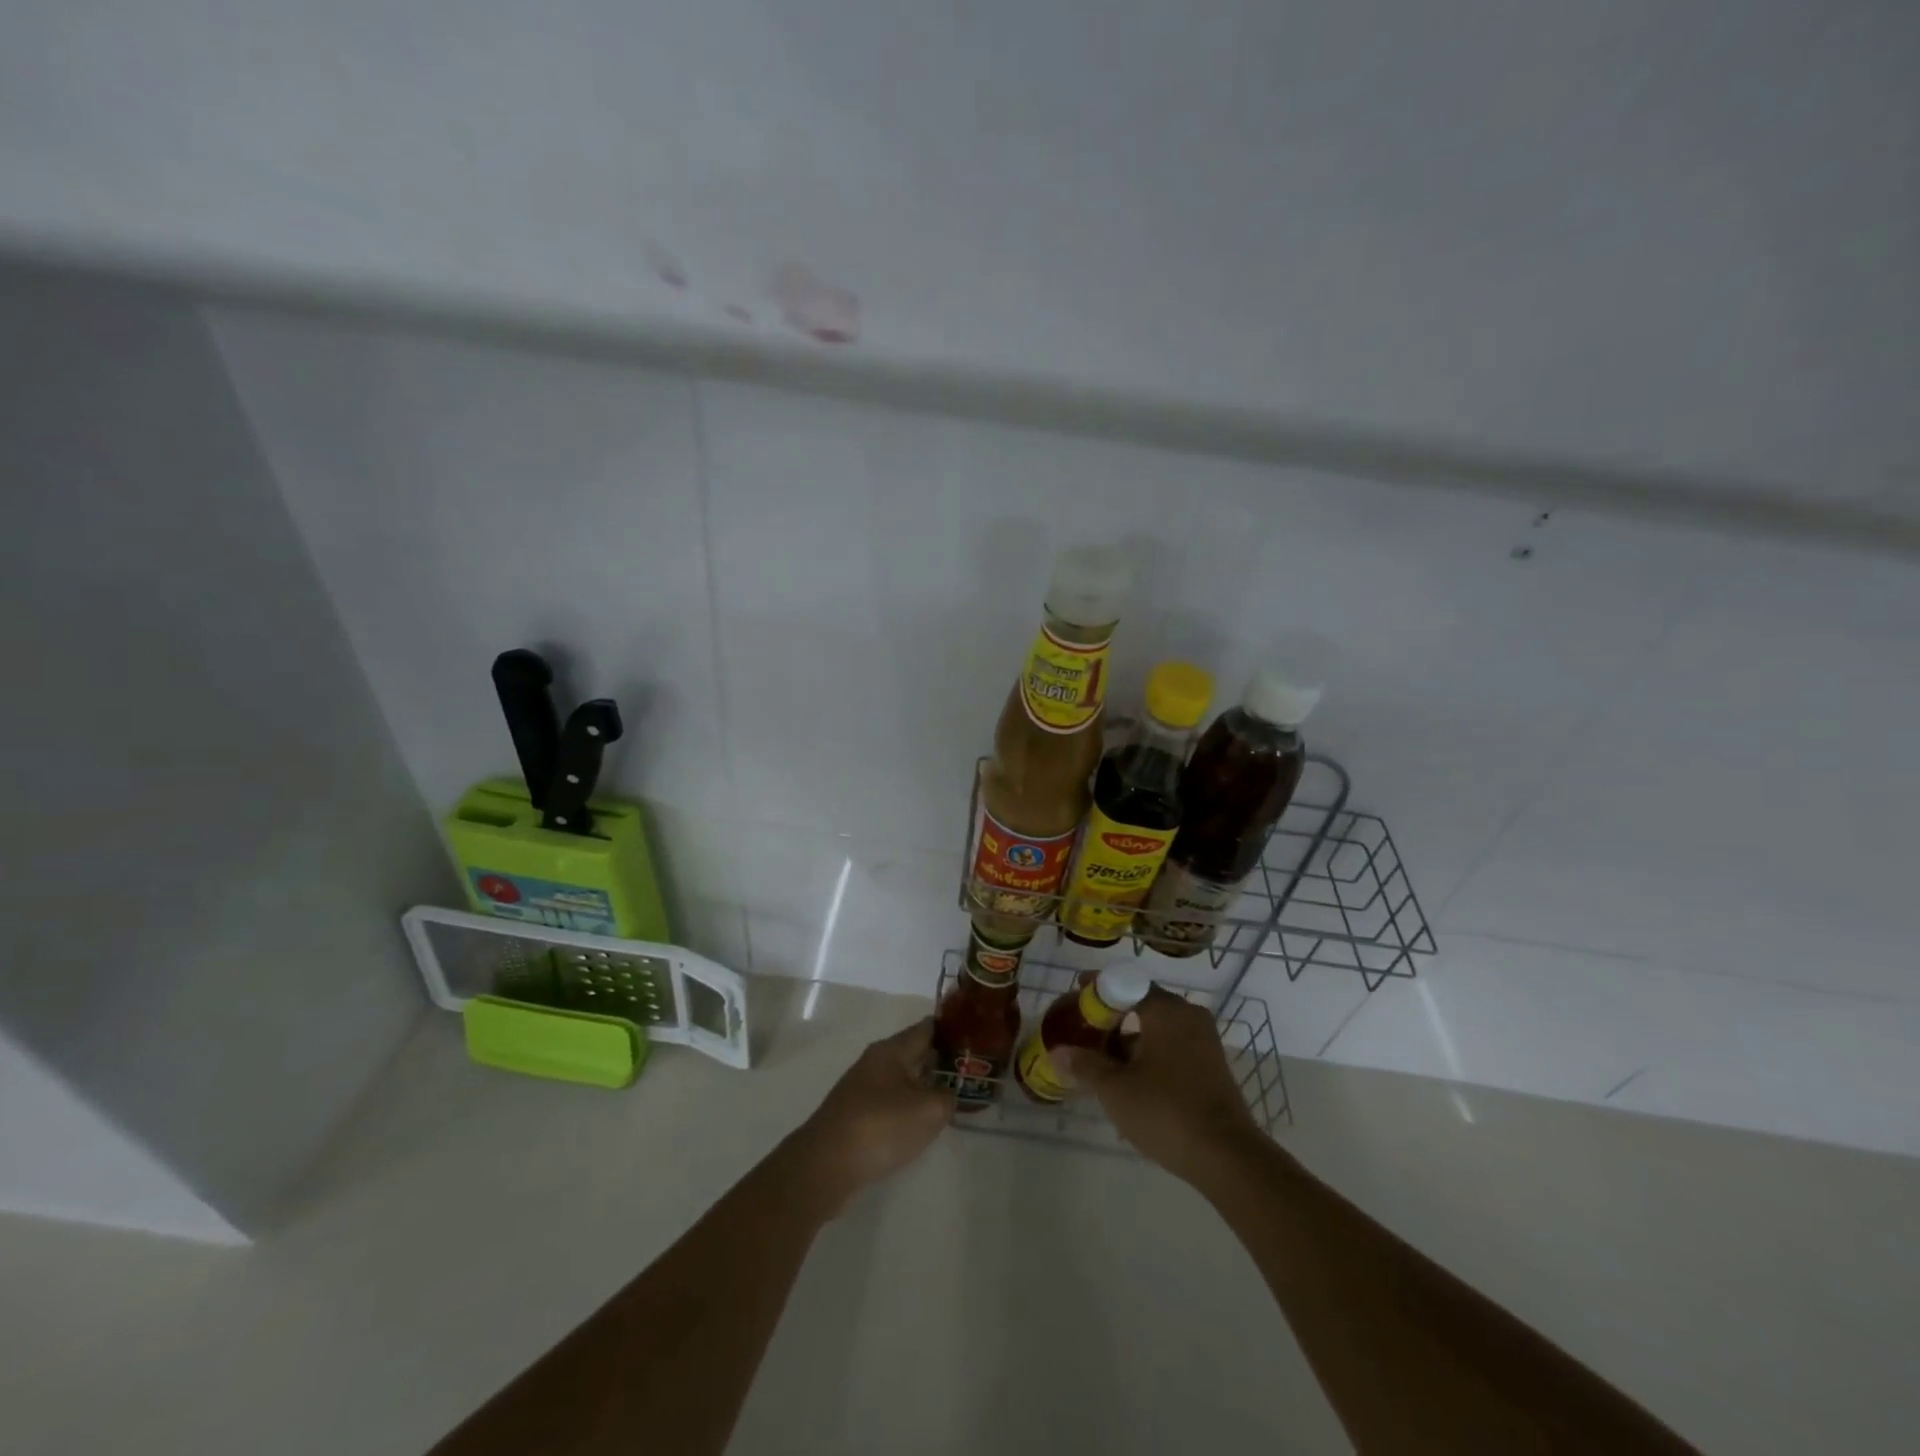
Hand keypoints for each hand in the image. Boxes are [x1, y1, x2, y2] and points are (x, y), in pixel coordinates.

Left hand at [790, 1018, 954, 1217]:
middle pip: (916, 1052)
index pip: (928, 1028)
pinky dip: (909, 1107)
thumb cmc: (880, 1127)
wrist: (825, 1166)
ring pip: (904, 1079)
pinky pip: (891, 1102)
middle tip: (972, 1072)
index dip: (953, 1030)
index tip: (976, 1038)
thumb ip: (947, 1096)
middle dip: (942, 1060)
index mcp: (892, 1050)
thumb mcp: (928, 1111)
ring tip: (953, 1098)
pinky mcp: (857, 1115)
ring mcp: (863, 1088)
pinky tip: (923, 1124)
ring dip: (926, 1085)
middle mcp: (876, 1062)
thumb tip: (947, 1093)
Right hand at [1057, 987, 1262, 1187]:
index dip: (1097, 988)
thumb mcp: (1115, 1089)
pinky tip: (1132, 1084)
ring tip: (1103, 1066)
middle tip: (1085, 1034)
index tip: (1075, 995)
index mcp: (1166, 1010)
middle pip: (1142, 1005)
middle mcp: (1189, 1016)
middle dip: (1111, 1018)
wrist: (1228, 1157)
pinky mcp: (1213, 1066)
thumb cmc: (1166, 1111)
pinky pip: (1173, 1048)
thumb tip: (1057, 1052)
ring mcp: (1205, 1041)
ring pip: (1158, 1029)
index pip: (1125, 984)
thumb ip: (1085, 1065)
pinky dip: (1150, 1056)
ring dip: (1130, 1041)